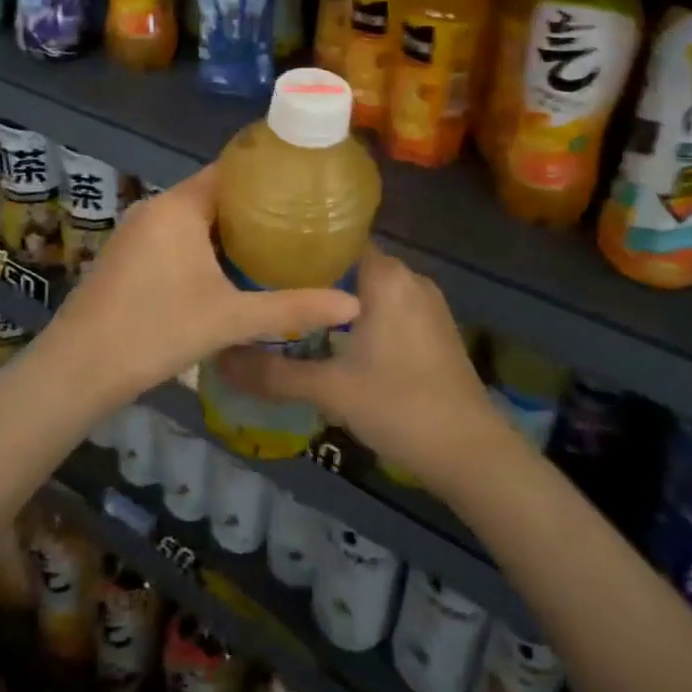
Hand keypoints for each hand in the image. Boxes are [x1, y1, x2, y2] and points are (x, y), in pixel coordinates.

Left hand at [38, 163, 359, 411]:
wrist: (78, 369)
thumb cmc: (156, 330)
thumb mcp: (230, 319)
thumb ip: (292, 308)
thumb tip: (353, 304)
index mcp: (179, 206)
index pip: (229, 171)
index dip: (265, 175)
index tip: (301, 185)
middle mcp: (155, 208)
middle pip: (212, 194)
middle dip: (252, 207)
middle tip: (297, 220)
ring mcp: (135, 232)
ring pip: (191, 218)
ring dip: (226, 229)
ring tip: (271, 244)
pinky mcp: (125, 255)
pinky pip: (172, 236)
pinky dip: (200, 244)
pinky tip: (225, 270)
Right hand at [214, 247, 522, 498]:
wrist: (472, 453)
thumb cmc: (400, 406)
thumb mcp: (329, 391)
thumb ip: (273, 373)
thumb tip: (219, 359)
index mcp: (385, 275)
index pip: (334, 238)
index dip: (298, 246)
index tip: (262, 256)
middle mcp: (408, 276)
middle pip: (350, 261)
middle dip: (311, 273)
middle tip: (267, 287)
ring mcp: (426, 302)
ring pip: (370, 285)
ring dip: (337, 295)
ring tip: (293, 309)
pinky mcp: (434, 327)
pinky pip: (388, 304)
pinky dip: (361, 312)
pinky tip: (336, 337)